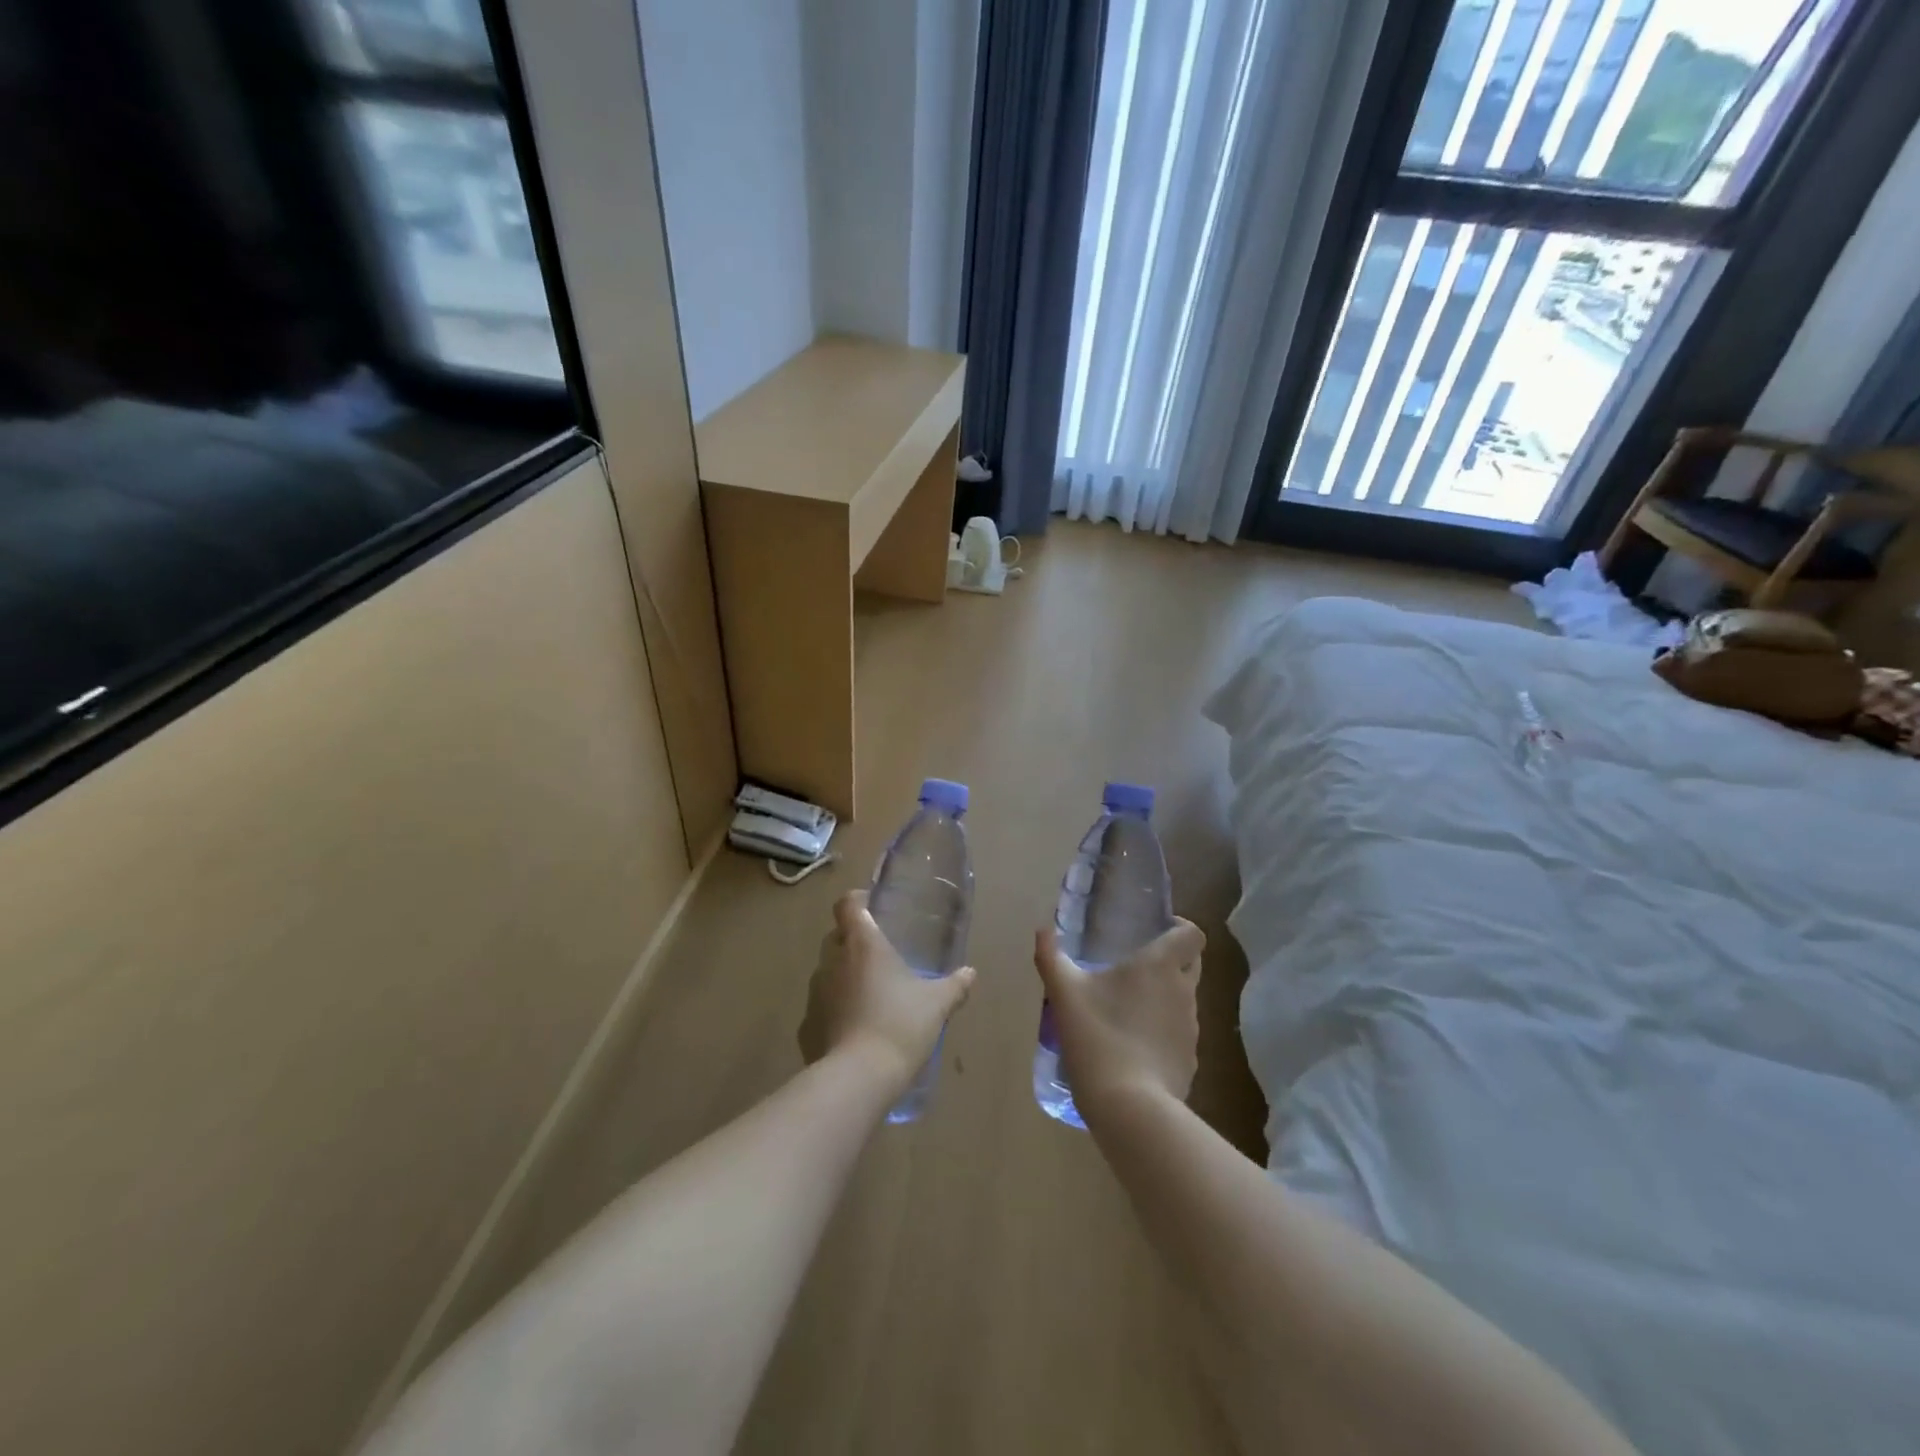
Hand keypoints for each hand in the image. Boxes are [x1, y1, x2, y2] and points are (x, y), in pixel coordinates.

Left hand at [799, 891, 976, 1092]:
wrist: (858, 1077)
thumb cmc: (900, 1025)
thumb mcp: (937, 1004)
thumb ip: (955, 985)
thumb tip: (970, 973)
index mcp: (862, 943)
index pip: (847, 904)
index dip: (857, 900)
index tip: (872, 906)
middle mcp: (833, 960)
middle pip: (837, 936)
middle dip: (855, 940)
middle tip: (881, 955)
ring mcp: (815, 993)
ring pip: (829, 971)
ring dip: (846, 976)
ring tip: (872, 995)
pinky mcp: (807, 1024)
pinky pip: (823, 1007)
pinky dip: (837, 1010)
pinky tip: (857, 1028)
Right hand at [1033, 919, 1204, 1118]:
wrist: (1130, 1108)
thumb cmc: (1098, 1037)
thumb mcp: (1064, 994)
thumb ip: (1051, 957)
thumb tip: (1042, 929)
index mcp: (1159, 966)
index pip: (1192, 934)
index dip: (1180, 928)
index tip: (1157, 930)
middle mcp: (1183, 992)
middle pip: (1192, 964)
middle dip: (1172, 960)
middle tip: (1136, 967)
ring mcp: (1191, 1030)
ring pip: (1184, 1000)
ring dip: (1164, 997)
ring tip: (1128, 1009)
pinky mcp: (1189, 1061)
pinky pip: (1178, 1034)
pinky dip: (1162, 1032)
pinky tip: (1133, 1046)